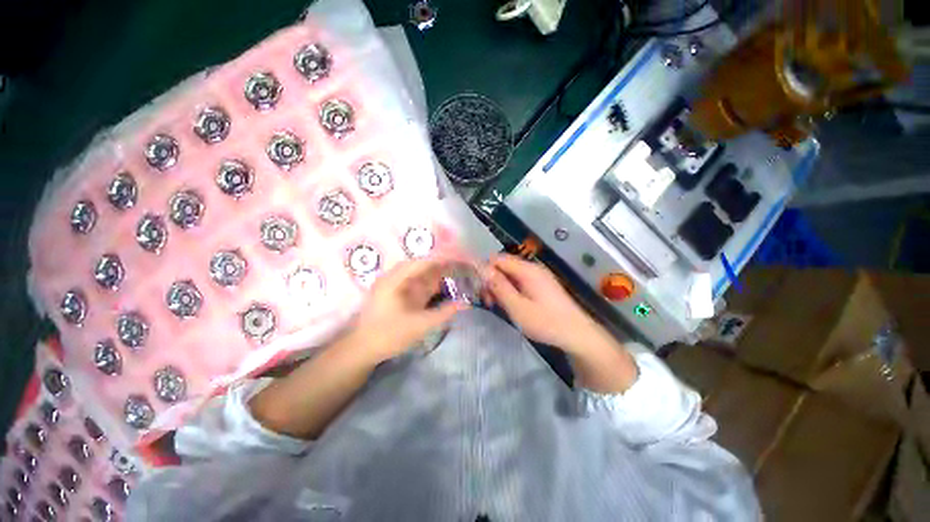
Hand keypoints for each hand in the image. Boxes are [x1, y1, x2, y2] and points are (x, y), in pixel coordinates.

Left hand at [349, 258, 466, 362]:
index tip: (461, 262)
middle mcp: (394, 277)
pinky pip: (414, 284)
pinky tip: (439, 290)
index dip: (443, 260)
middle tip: (461, 271)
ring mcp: (393, 286)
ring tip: (454, 279)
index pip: (424, 262)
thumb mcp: (420, 325)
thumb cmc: (389, 335)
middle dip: (441, 268)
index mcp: (396, 279)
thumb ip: (444, 313)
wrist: (361, 350)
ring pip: (418, 275)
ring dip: (435, 277)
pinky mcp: (394, 295)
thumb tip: (464, 303)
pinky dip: (428, 286)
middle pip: (422, 266)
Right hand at [485, 253, 602, 354]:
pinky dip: (510, 291)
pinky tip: (510, 305)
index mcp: (527, 270)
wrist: (577, 334)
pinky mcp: (541, 286)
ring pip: (510, 275)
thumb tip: (482, 268)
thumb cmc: (546, 322)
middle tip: (488, 302)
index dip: (485, 271)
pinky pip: (519, 282)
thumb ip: (499, 287)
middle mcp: (532, 268)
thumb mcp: (517, 307)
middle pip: (504, 266)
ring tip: (497, 306)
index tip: (480, 289)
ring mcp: (538, 277)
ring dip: (500, 287)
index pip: (497, 259)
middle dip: (492, 281)